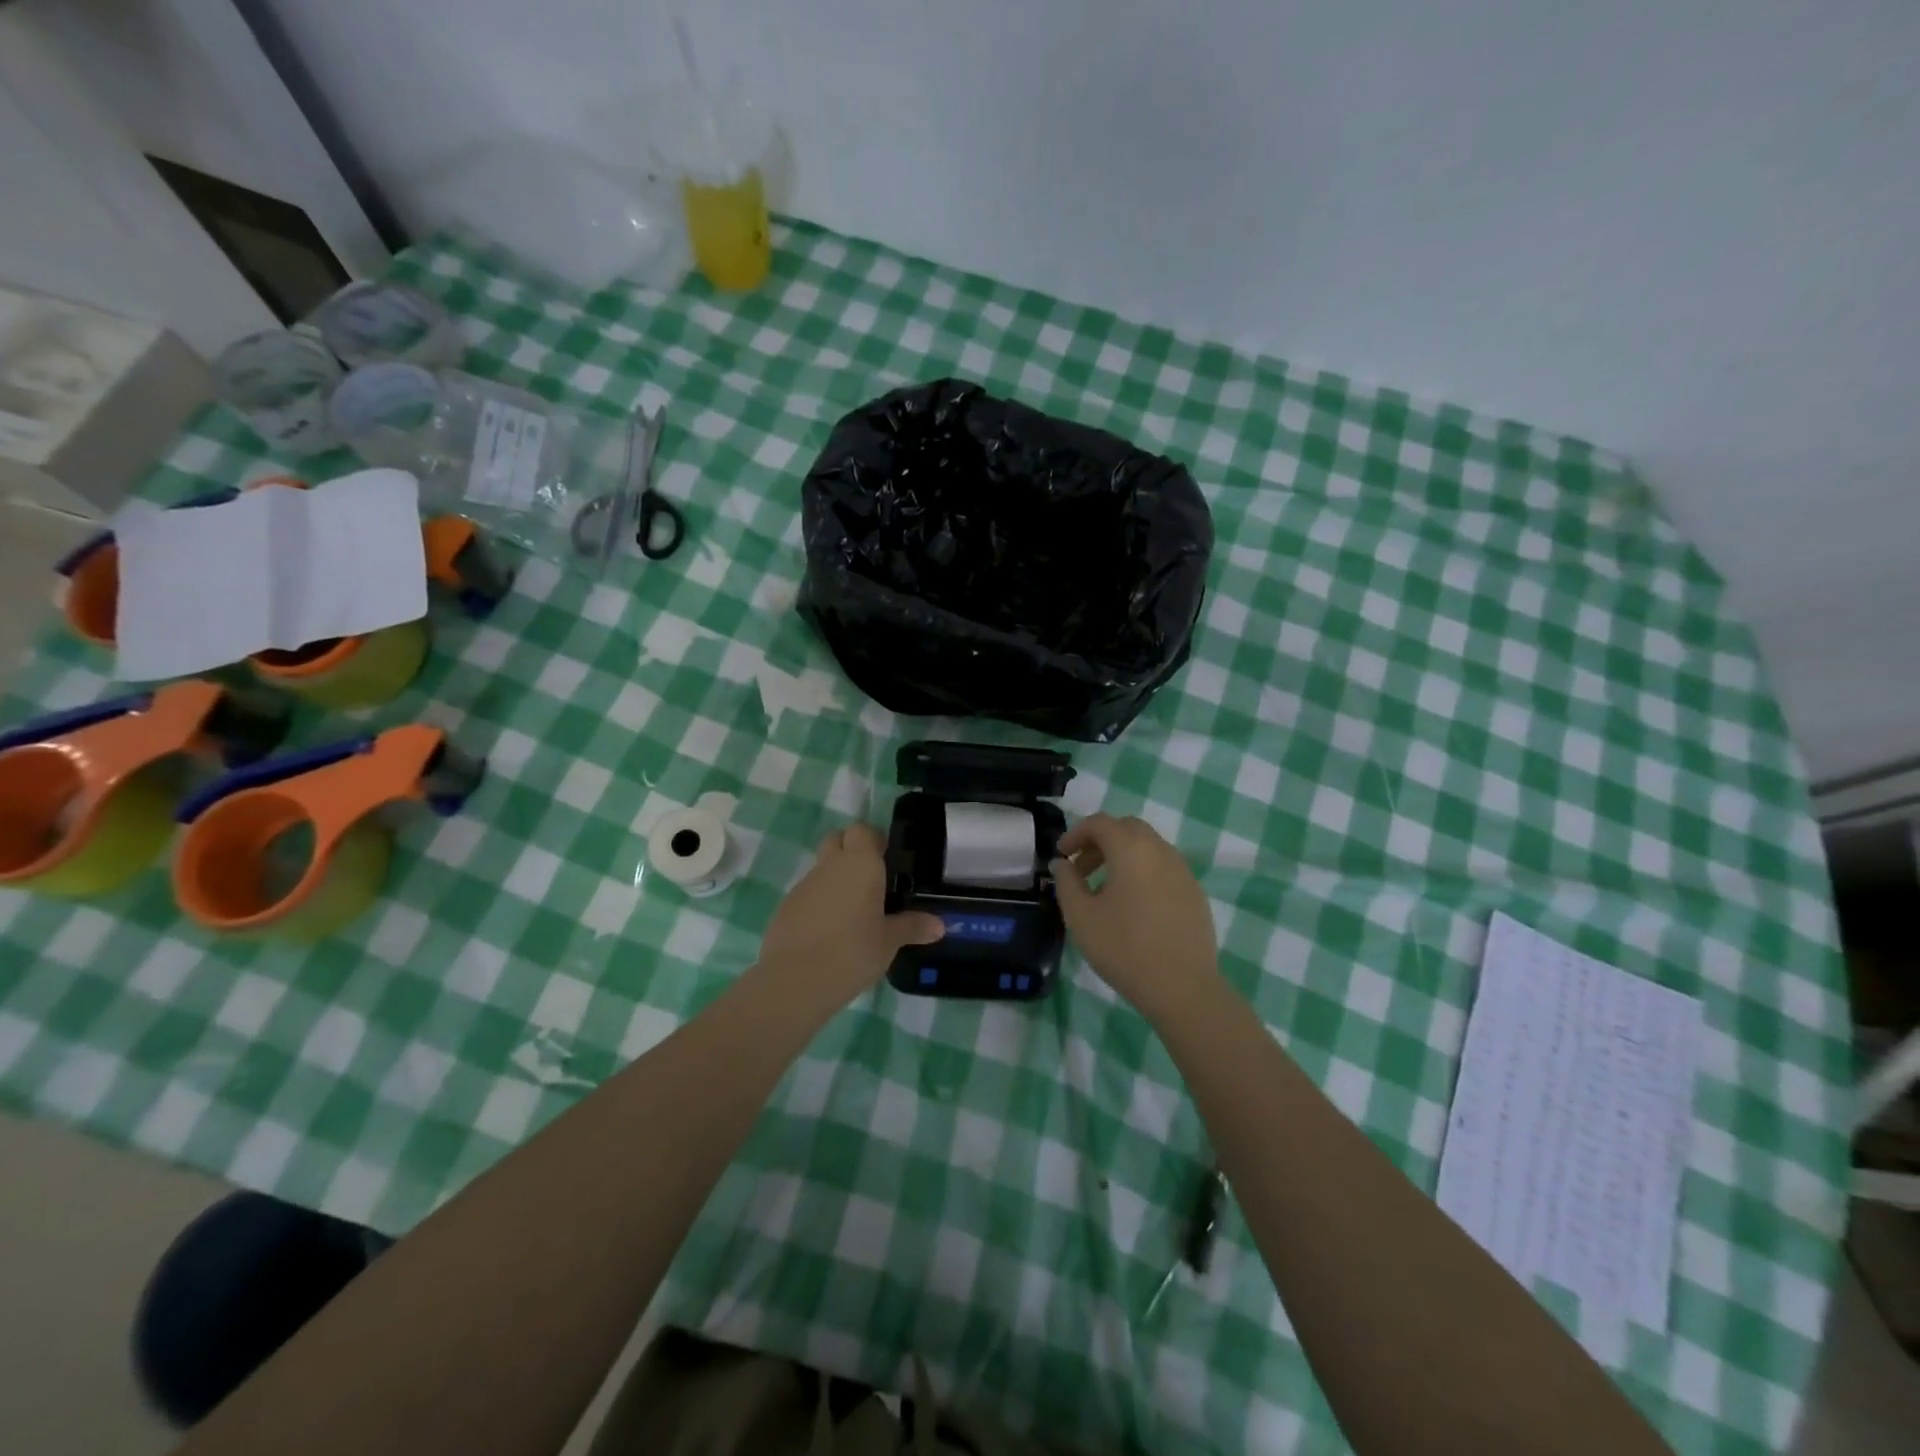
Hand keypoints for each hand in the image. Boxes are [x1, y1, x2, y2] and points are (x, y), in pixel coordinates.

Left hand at [758, 823, 943, 1006]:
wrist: (794, 980)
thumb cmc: (852, 952)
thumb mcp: (889, 942)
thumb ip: (913, 927)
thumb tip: (939, 925)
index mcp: (860, 864)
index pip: (863, 830)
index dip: (874, 840)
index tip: (888, 860)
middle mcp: (830, 865)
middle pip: (838, 840)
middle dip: (852, 851)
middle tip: (872, 880)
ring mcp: (804, 885)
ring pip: (822, 868)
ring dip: (836, 880)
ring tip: (853, 913)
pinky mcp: (786, 906)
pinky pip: (808, 894)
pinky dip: (820, 903)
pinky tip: (830, 932)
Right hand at [1053, 813, 1219, 1019]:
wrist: (1183, 988)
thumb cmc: (1124, 948)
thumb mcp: (1081, 916)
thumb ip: (1066, 882)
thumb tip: (1063, 864)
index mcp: (1131, 849)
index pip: (1100, 823)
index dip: (1075, 834)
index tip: (1061, 856)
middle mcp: (1160, 850)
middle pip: (1127, 828)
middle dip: (1100, 841)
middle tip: (1081, 867)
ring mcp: (1183, 871)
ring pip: (1148, 847)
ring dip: (1122, 856)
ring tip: (1104, 889)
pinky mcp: (1195, 892)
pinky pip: (1164, 868)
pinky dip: (1143, 872)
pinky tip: (1134, 906)